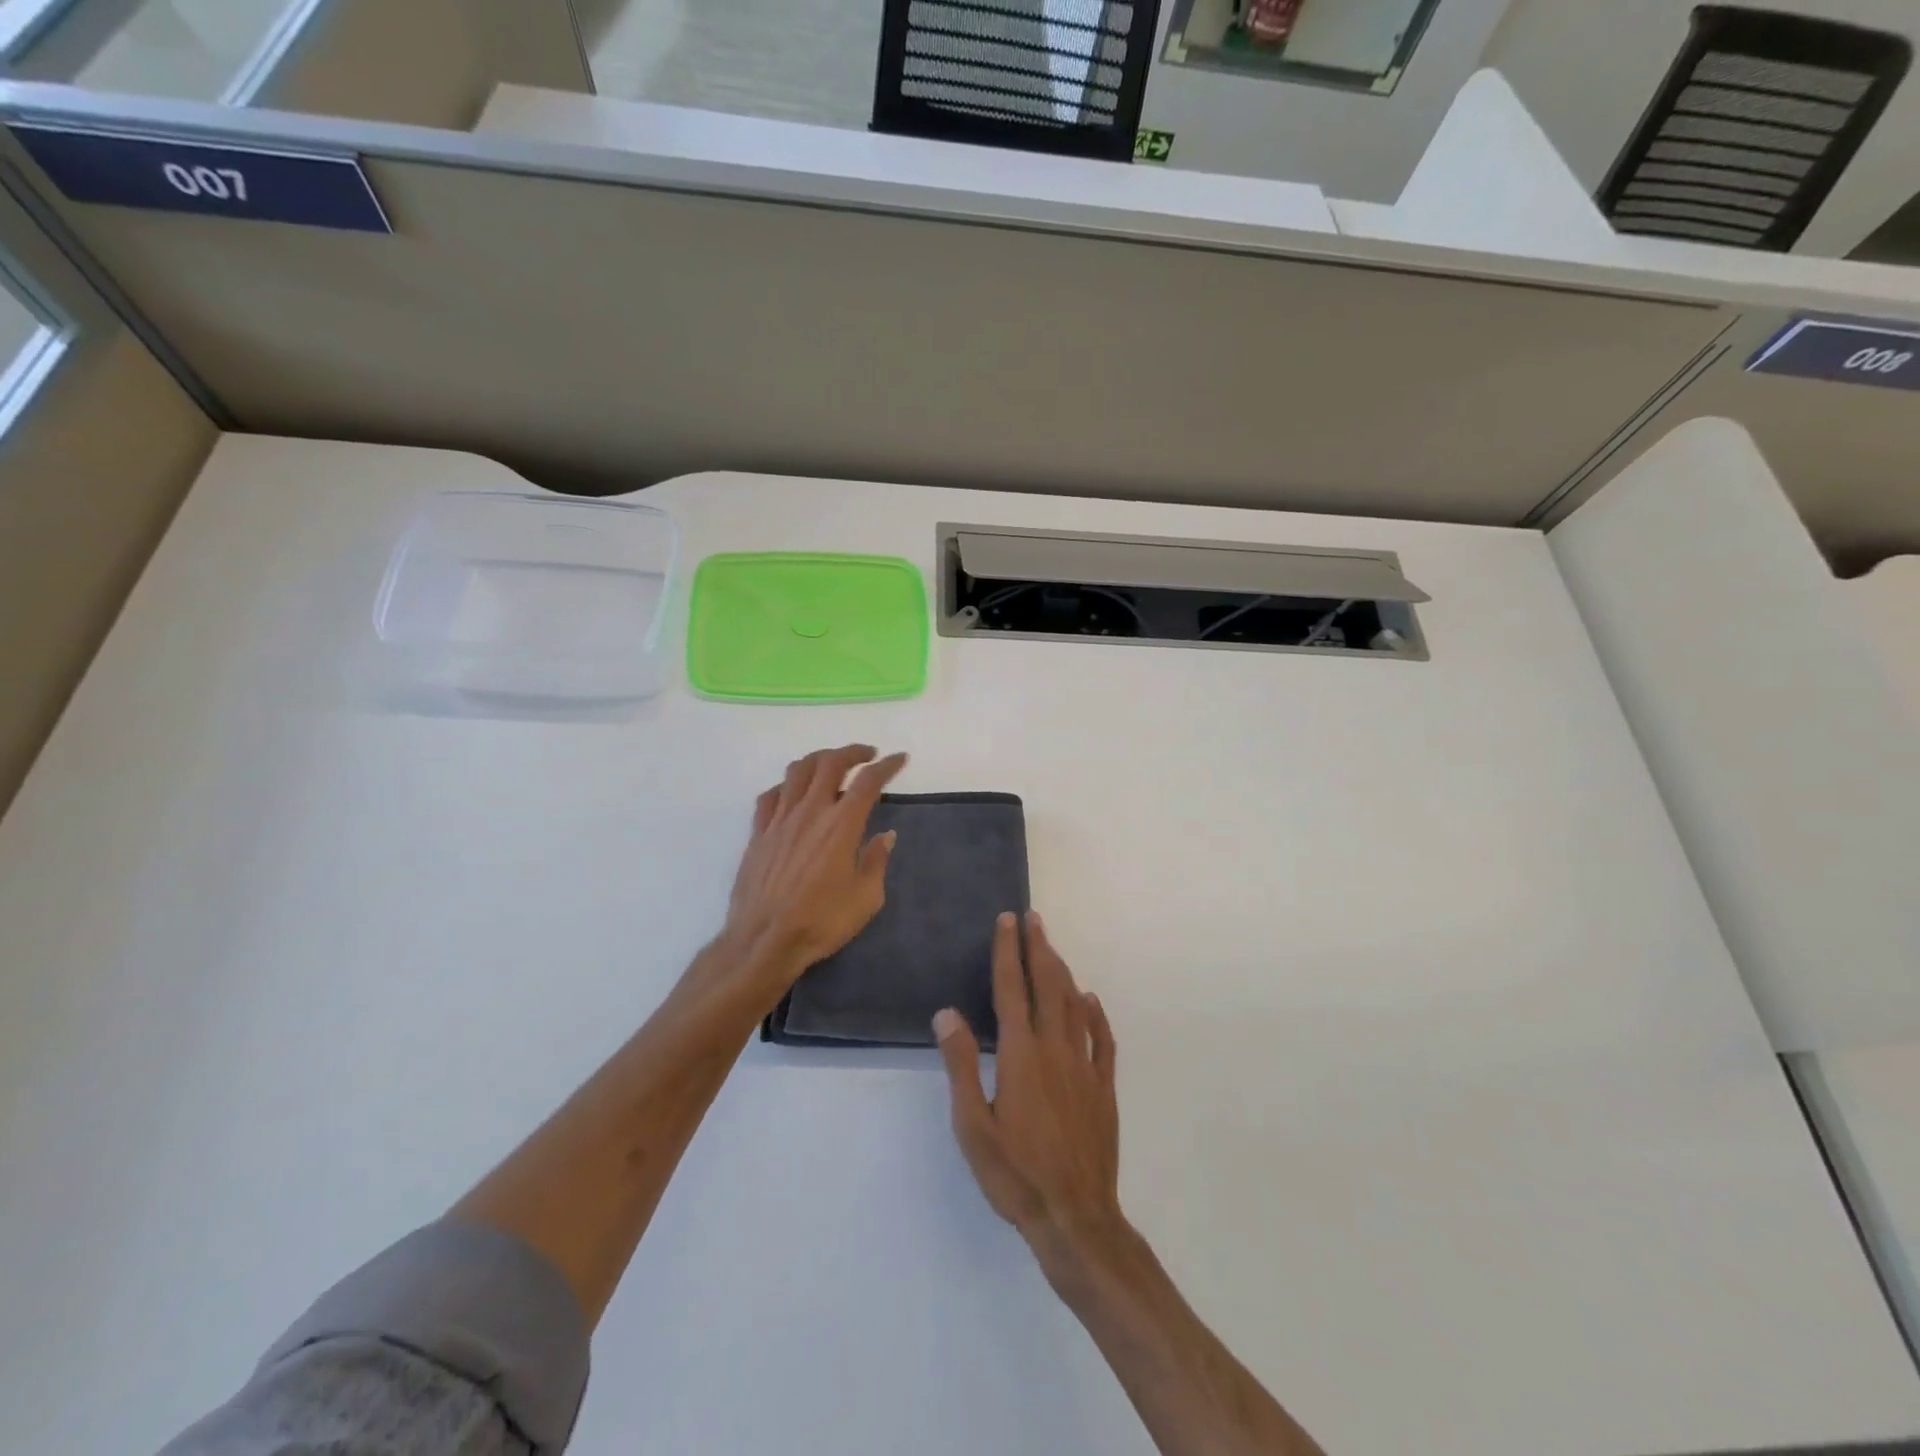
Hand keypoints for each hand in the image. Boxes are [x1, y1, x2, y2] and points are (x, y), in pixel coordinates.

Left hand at [722, 744, 907, 994]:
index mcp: (842, 825)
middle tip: (867, 755)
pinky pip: (770, 795)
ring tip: (831, 765)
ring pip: (797, 771)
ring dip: (818, 759)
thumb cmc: (821, 922)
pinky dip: (786, 785)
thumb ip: (876, 861)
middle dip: (852, 751)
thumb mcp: (866, 898)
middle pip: (830, 763)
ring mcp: (780, 819)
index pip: (868, 781)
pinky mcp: (758, 832)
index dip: (887, 765)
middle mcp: (811, 812)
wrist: (764, 940)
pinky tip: (792, 794)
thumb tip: (885, 836)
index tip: (899, 759)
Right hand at [935, 910, 1125, 1281]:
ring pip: (1074, 1005)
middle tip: (1033, 919)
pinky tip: (1089, 1000)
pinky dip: (1095, 1013)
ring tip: (1052, 948)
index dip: (1008, 951)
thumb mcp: (972, 1125)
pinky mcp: (1104, 1088)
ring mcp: (1084, 1066)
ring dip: (1062, 971)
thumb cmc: (1015, 1173)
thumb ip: (961, 1064)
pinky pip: (1102, 1039)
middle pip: (1047, 986)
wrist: (1075, 1217)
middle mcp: (1055, 1048)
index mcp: (1021, 1054)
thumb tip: (947, 1013)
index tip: (1007, 921)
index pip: (1012, 989)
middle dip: (1038, 948)